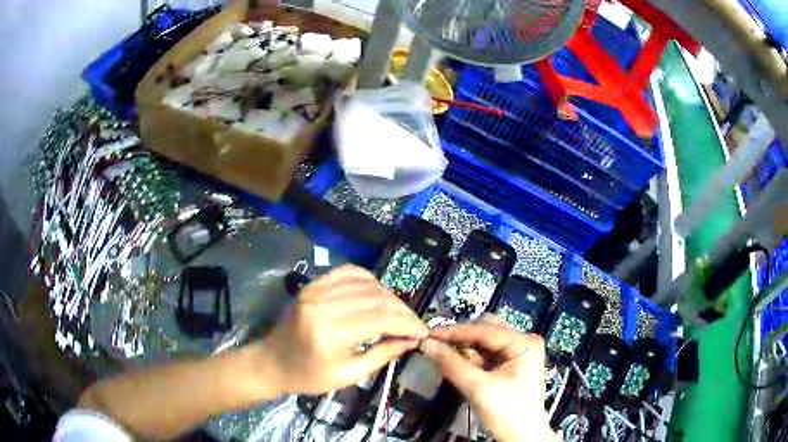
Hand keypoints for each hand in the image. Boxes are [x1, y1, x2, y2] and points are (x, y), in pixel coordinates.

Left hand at [256, 265, 428, 394]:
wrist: (272, 362)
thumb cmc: (308, 376)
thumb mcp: (347, 375)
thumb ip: (381, 355)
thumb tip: (411, 340)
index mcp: (329, 333)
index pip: (380, 318)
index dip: (407, 322)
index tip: (423, 331)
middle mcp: (322, 305)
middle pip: (376, 297)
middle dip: (402, 310)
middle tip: (414, 324)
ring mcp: (315, 290)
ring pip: (366, 283)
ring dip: (388, 296)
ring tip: (399, 312)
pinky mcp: (312, 285)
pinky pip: (348, 272)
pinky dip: (369, 280)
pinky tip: (378, 292)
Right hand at [420, 319, 556, 441]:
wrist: (521, 438)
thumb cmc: (506, 413)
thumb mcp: (478, 388)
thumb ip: (452, 364)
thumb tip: (426, 344)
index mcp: (524, 343)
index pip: (486, 330)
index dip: (456, 332)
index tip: (429, 334)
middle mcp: (523, 342)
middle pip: (486, 332)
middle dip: (460, 339)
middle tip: (433, 344)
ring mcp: (517, 353)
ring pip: (483, 343)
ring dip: (463, 349)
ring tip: (441, 354)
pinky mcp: (509, 365)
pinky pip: (485, 354)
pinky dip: (469, 358)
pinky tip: (454, 362)